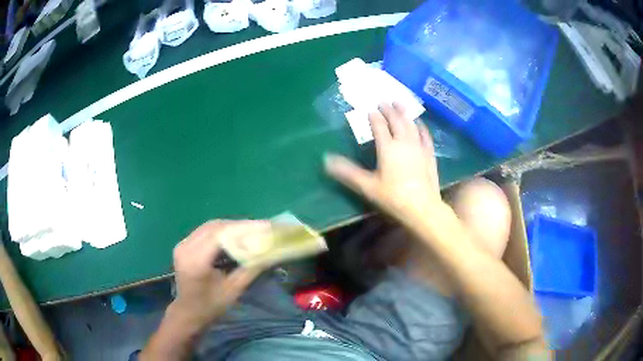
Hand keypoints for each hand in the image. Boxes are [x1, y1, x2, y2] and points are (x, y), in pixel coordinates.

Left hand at [170, 220, 268, 329]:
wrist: (188, 313)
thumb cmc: (211, 306)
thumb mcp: (234, 290)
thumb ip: (250, 268)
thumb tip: (271, 252)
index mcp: (196, 261)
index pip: (220, 235)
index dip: (243, 228)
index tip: (264, 227)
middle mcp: (185, 248)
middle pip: (214, 227)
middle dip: (239, 226)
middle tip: (260, 228)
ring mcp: (182, 245)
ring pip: (209, 227)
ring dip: (230, 227)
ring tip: (250, 230)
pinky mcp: (183, 245)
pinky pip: (204, 232)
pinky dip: (221, 231)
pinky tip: (234, 236)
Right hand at [325, 103, 445, 222]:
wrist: (422, 208)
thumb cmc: (393, 197)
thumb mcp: (368, 186)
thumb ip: (348, 172)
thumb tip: (326, 160)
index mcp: (388, 148)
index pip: (379, 126)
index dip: (373, 117)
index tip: (369, 110)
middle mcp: (404, 142)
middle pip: (396, 121)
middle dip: (389, 110)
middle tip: (383, 101)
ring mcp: (419, 147)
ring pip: (411, 124)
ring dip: (404, 113)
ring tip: (399, 103)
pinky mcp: (429, 154)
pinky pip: (425, 135)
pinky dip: (421, 126)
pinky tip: (419, 123)